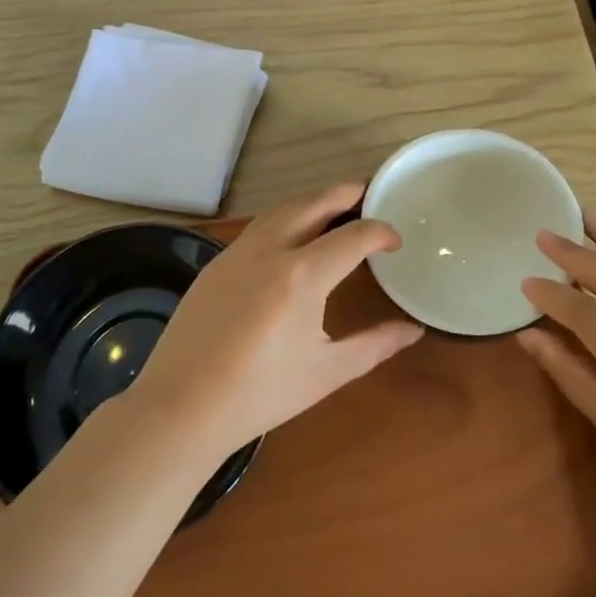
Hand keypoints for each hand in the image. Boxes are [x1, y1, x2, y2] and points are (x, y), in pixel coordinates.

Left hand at [133, 182, 423, 454]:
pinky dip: (283, 218)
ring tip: (331, 205)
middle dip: (343, 193)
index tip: (395, 242)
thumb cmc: (261, 393)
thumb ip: (375, 344)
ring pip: (281, 210)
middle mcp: (270, 250)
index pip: (353, 236)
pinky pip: (257, 227)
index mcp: (303, 275)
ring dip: (310, 200)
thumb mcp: (327, 371)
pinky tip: (288, 235)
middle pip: (313, 204)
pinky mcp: (215, 264)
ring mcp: (237, 252)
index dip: (380, 232)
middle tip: (365, 190)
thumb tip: (413, 330)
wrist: (182, 405)